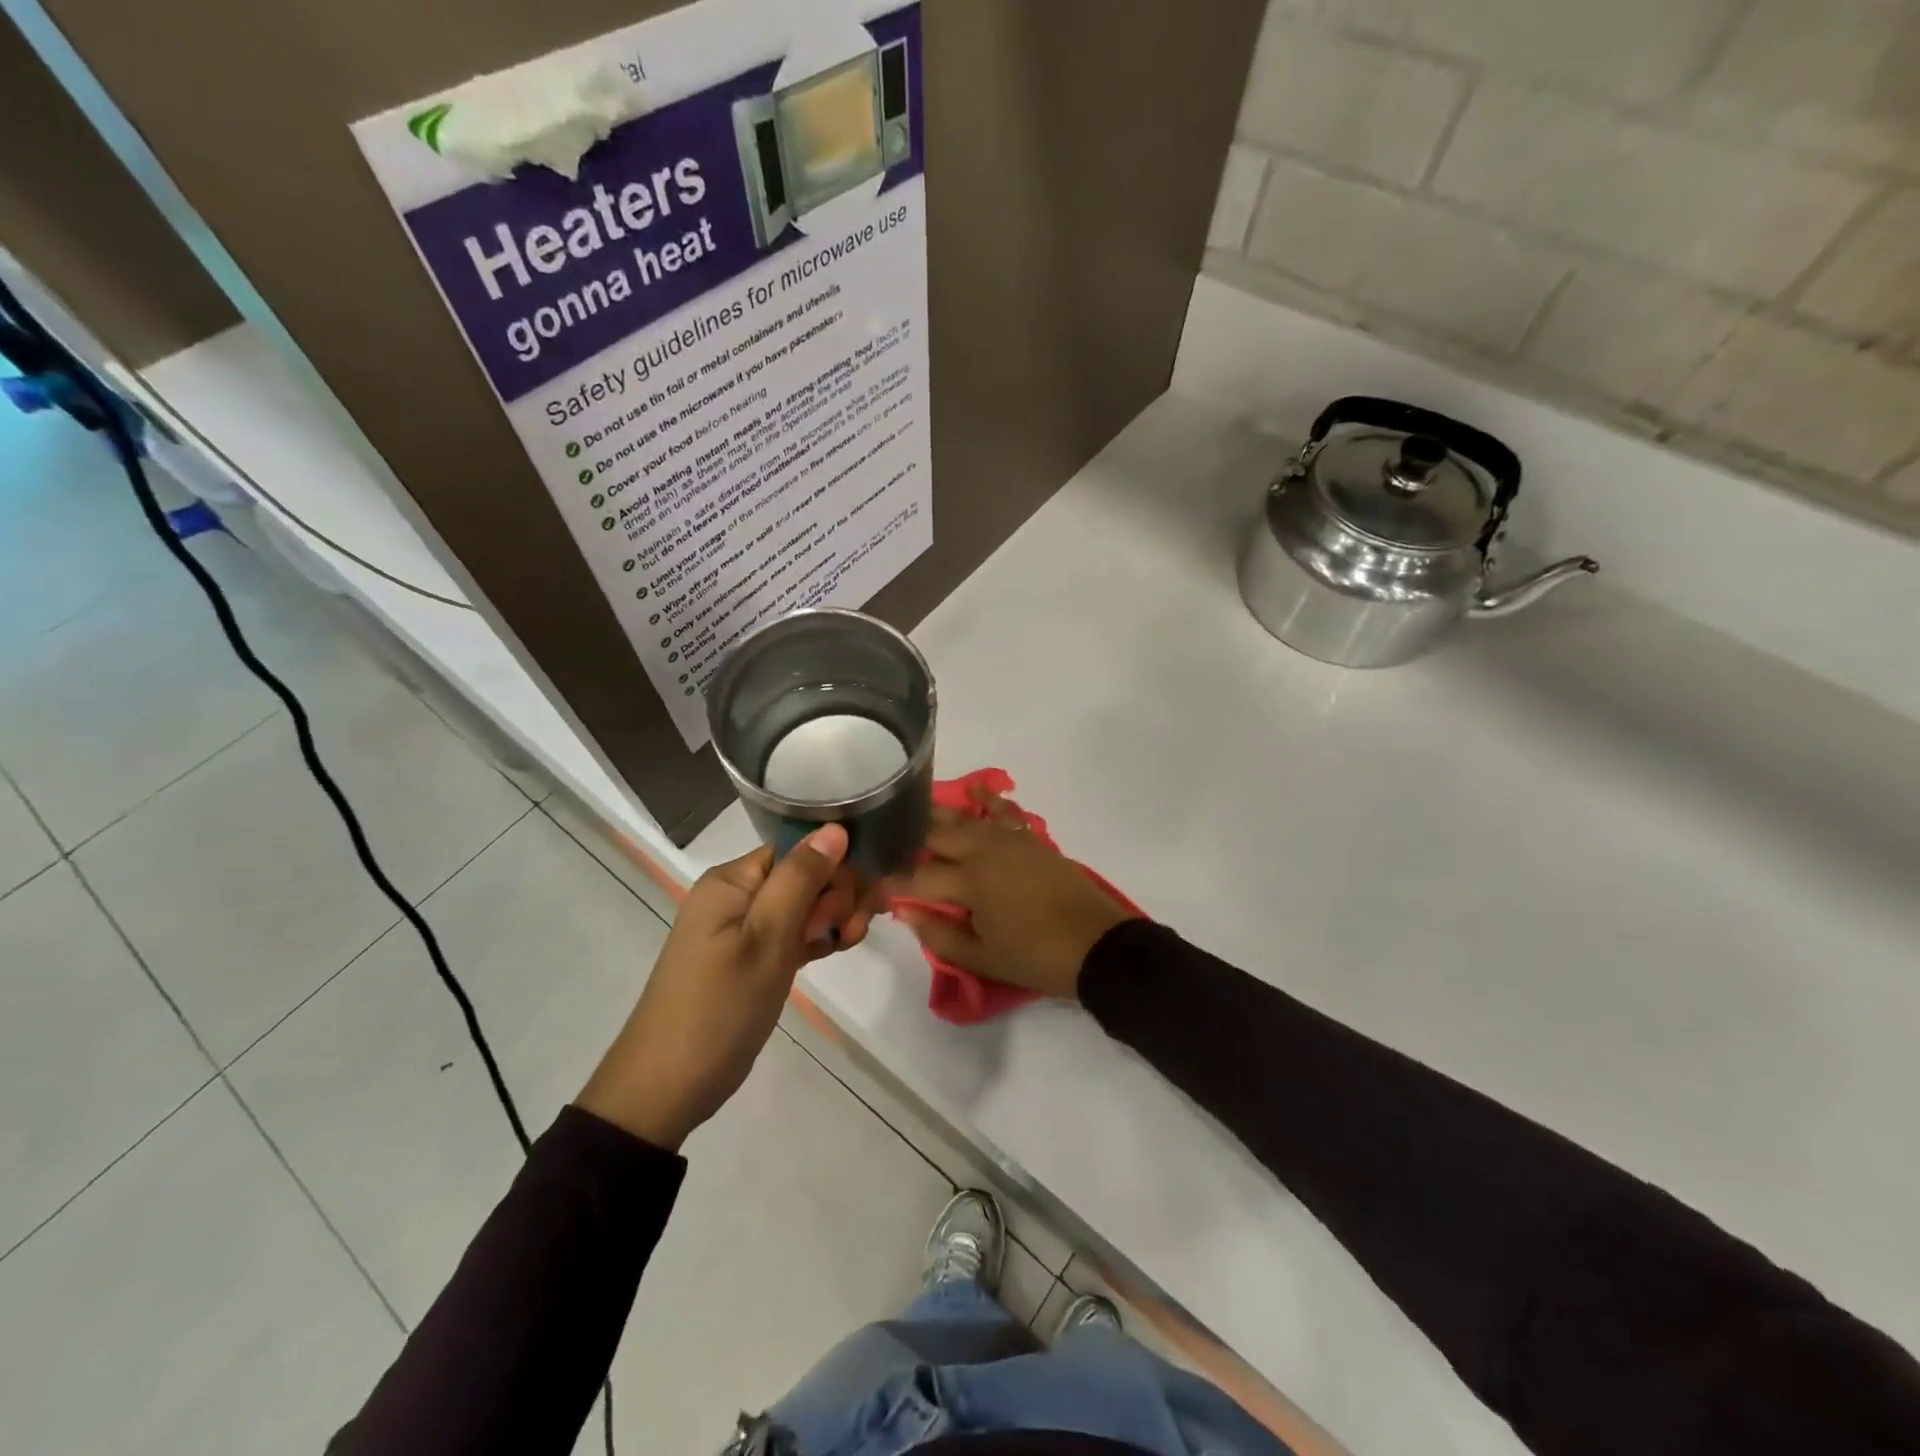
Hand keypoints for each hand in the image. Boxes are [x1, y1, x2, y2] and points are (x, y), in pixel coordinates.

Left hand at [577, 824, 870, 1149]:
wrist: (667, 1088)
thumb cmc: (719, 1007)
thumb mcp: (766, 939)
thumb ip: (801, 879)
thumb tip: (836, 827)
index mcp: (733, 880)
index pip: (797, 848)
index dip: (833, 867)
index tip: (855, 902)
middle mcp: (736, 895)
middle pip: (803, 874)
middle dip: (836, 895)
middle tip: (849, 932)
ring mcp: (742, 928)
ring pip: (802, 905)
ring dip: (832, 918)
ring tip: (849, 944)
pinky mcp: (749, 958)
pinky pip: (791, 932)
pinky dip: (815, 938)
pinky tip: (837, 950)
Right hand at [890, 792, 1139, 1000]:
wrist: (1096, 945)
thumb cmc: (1035, 957)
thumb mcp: (981, 958)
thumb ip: (939, 935)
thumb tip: (906, 912)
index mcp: (969, 882)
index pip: (917, 878)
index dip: (892, 883)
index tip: (872, 884)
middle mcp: (984, 851)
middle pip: (937, 836)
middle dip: (909, 838)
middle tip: (888, 839)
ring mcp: (1009, 840)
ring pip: (966, 819)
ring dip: (939, 814)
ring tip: (915, 809)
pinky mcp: (1030, 839)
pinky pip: (1003, 812)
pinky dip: (988, 799)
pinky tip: (975, 790)